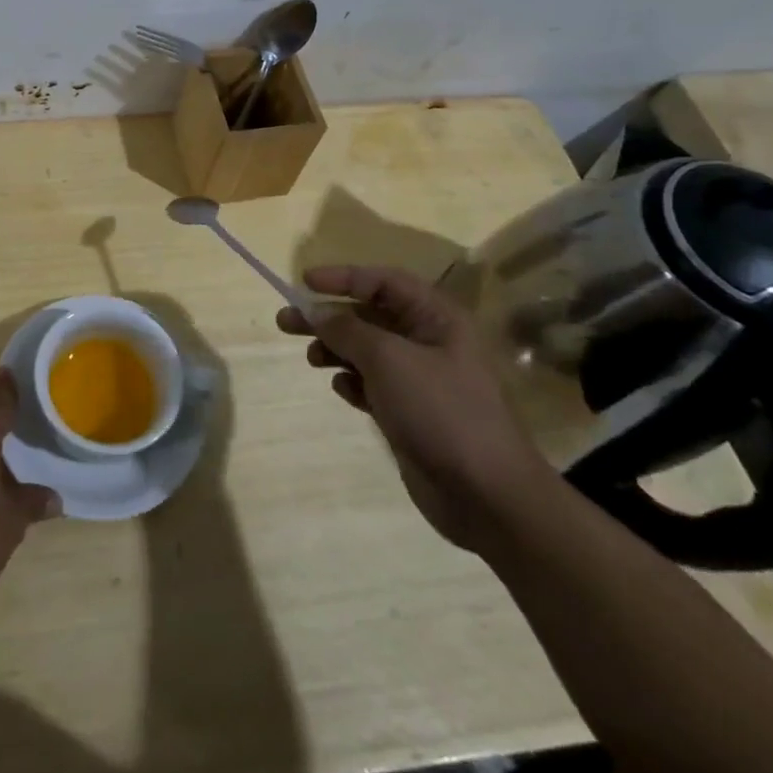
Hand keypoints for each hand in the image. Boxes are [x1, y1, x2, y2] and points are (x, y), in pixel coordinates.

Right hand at [277, 265, 555, 552]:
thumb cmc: (441, 411)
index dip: (344, 277)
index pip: (384, 281)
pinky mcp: (409, 411)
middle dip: (328, 316)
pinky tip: (344, 390)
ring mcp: (420, 379)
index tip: (304, 282)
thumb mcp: (388, 359)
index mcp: (437, 318)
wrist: (487, 495)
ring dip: (335, 349)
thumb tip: (316, 312)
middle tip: (286, 321)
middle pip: (368, 315)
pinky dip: (352, 382)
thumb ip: (347, 330)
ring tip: (311, 359)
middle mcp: (429, 341)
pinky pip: (371, 383)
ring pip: (365, 350)